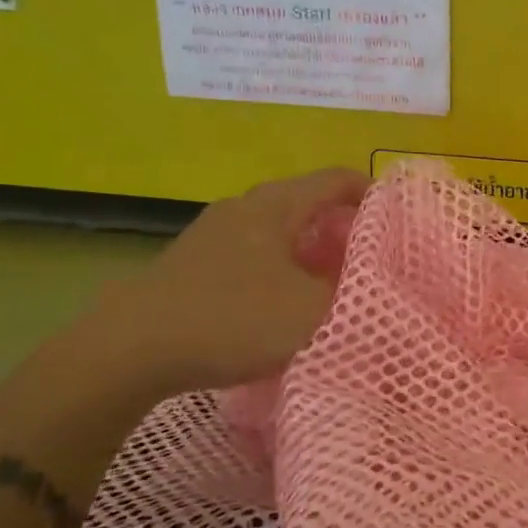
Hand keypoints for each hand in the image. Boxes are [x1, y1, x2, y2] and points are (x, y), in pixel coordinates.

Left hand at [97, 167, 369, 394]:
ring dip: (309, 249)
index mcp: (277, 204)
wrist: (129, 348)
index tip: (398, 221)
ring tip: (330, 282)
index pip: (337, 179)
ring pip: (278, 228)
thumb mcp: (311, 312)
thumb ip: (353, 295)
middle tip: (369, 259)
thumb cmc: (232, 318)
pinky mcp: (193, 261)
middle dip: (343, 226)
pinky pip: (252, 251)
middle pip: (308, 202)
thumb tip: (376, 283)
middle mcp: (246, 206)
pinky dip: (279, 266)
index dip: (373, 193)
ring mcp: (214, 232)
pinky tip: (281, 301)